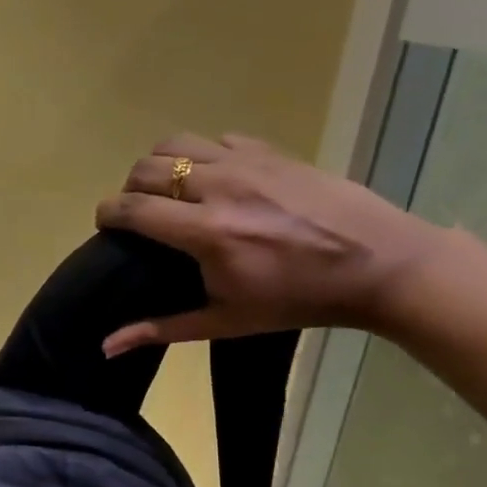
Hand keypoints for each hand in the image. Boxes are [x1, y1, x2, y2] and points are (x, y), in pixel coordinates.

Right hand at [94, 132, 452, 351]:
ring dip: (159, 164)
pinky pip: (217, 139)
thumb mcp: (226, 321)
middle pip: (145, 168)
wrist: (381, 266)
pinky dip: (202, 155)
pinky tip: (213, 179)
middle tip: (139, 213)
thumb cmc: (298, 300)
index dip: (107, 214)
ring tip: (169, 189)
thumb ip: (161, 329)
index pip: (131, 208)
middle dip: (129, 189)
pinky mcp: (271, 151)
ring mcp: (247, 163)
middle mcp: (219, 187)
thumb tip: (106, 346)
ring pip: (175, 142)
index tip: (106, 227)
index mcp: (206, 232)